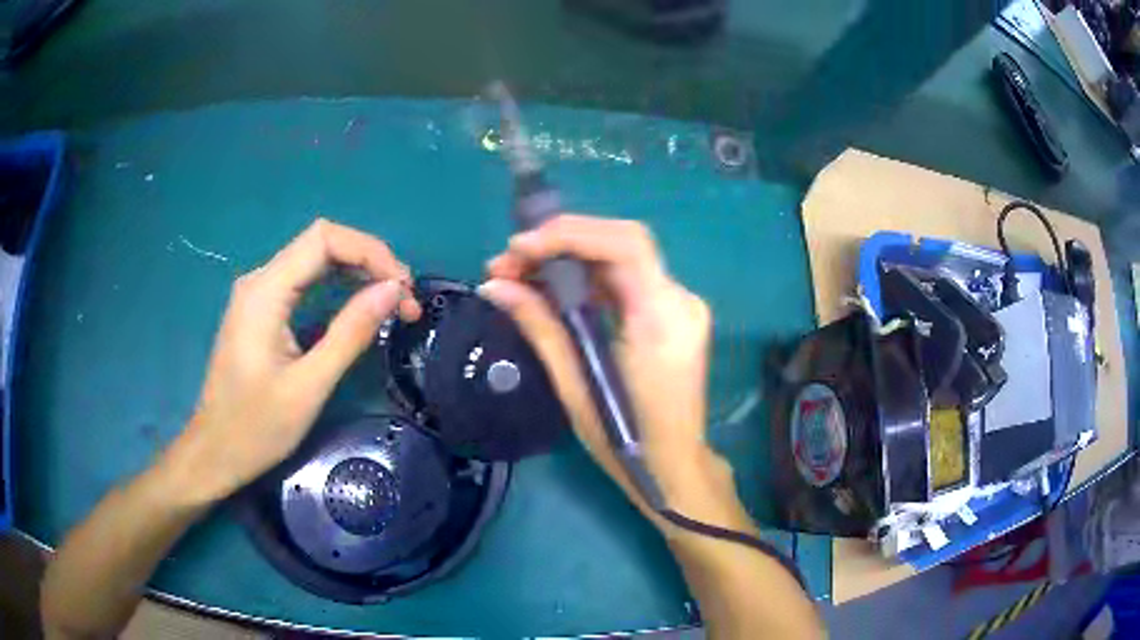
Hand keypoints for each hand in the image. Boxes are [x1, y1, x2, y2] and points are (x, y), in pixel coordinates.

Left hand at [164, 220, 420, 504]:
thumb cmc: (257, 428)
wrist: (215, 451)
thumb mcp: (309, 386)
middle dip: (369, 262)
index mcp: (265, 292)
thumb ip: (350, 332)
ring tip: (391, 304)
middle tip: (404, 301)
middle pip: (321, 243)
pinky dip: (337, 287)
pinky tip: (358, 306)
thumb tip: (394, 290)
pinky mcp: (260, 310)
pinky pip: (304, 281)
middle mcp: (259, 280)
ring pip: (314, 260)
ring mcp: (257, 294)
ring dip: (356, 273)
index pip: (324, 239)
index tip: (403, 288)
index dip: (370, 252)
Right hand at [481, 215, 752, 535]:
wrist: (674, 467)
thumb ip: (539, 327)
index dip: (569, 234)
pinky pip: (628, 280)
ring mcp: (681, 305)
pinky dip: (588, 276)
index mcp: (663, 319)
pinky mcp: (673, 315)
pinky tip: (554, 289)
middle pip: (622, 242)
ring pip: (622, 257)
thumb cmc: (625, 439)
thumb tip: (494, 287)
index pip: (625, 246)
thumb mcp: (575, 386)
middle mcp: (680, 301)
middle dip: (561, 242)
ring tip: (520, 273)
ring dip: (570, 257)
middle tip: (510, 262)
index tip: (519, 248)